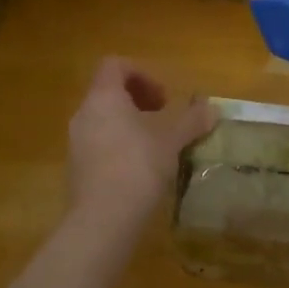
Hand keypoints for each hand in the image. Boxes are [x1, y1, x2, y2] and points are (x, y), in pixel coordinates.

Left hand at [66, 58, 215, 226]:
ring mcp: (76, 143)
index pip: (114, 65)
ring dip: (129, 125)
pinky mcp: (76, 170)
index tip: (163, 98)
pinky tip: (139, 171)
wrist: (102, 221)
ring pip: (103, 120)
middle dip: (138, 101)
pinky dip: (118, 147)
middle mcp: (84, 114)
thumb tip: (212, 108)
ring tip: (155, 146)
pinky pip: (98, 145)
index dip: (141, 74)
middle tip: (162, 119)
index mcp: (104, 97)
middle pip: (109, 92)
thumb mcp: (171, 140)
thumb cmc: (137, 167)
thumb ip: (191, 120)